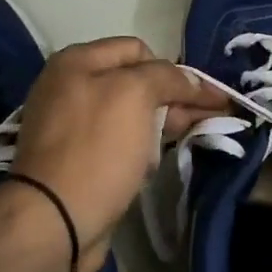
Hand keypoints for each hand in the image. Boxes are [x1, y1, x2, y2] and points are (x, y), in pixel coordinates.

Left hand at [11, 38, 227, 271]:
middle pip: (137, 83)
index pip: (139, 50)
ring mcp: (73, 127)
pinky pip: (121, 143)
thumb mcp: (135, 95)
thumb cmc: (97, 149)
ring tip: (199, 135)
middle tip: (215, 116)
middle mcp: (71, 88)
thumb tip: (192, 80)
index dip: (174, 70)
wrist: (55, 220)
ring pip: (132, 116)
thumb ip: (166, 77)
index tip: (205, 96)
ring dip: (164, 124)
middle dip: (177, 98)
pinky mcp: (79, 161)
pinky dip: (143, 148)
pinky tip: (159, 159)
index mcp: (77, 62)